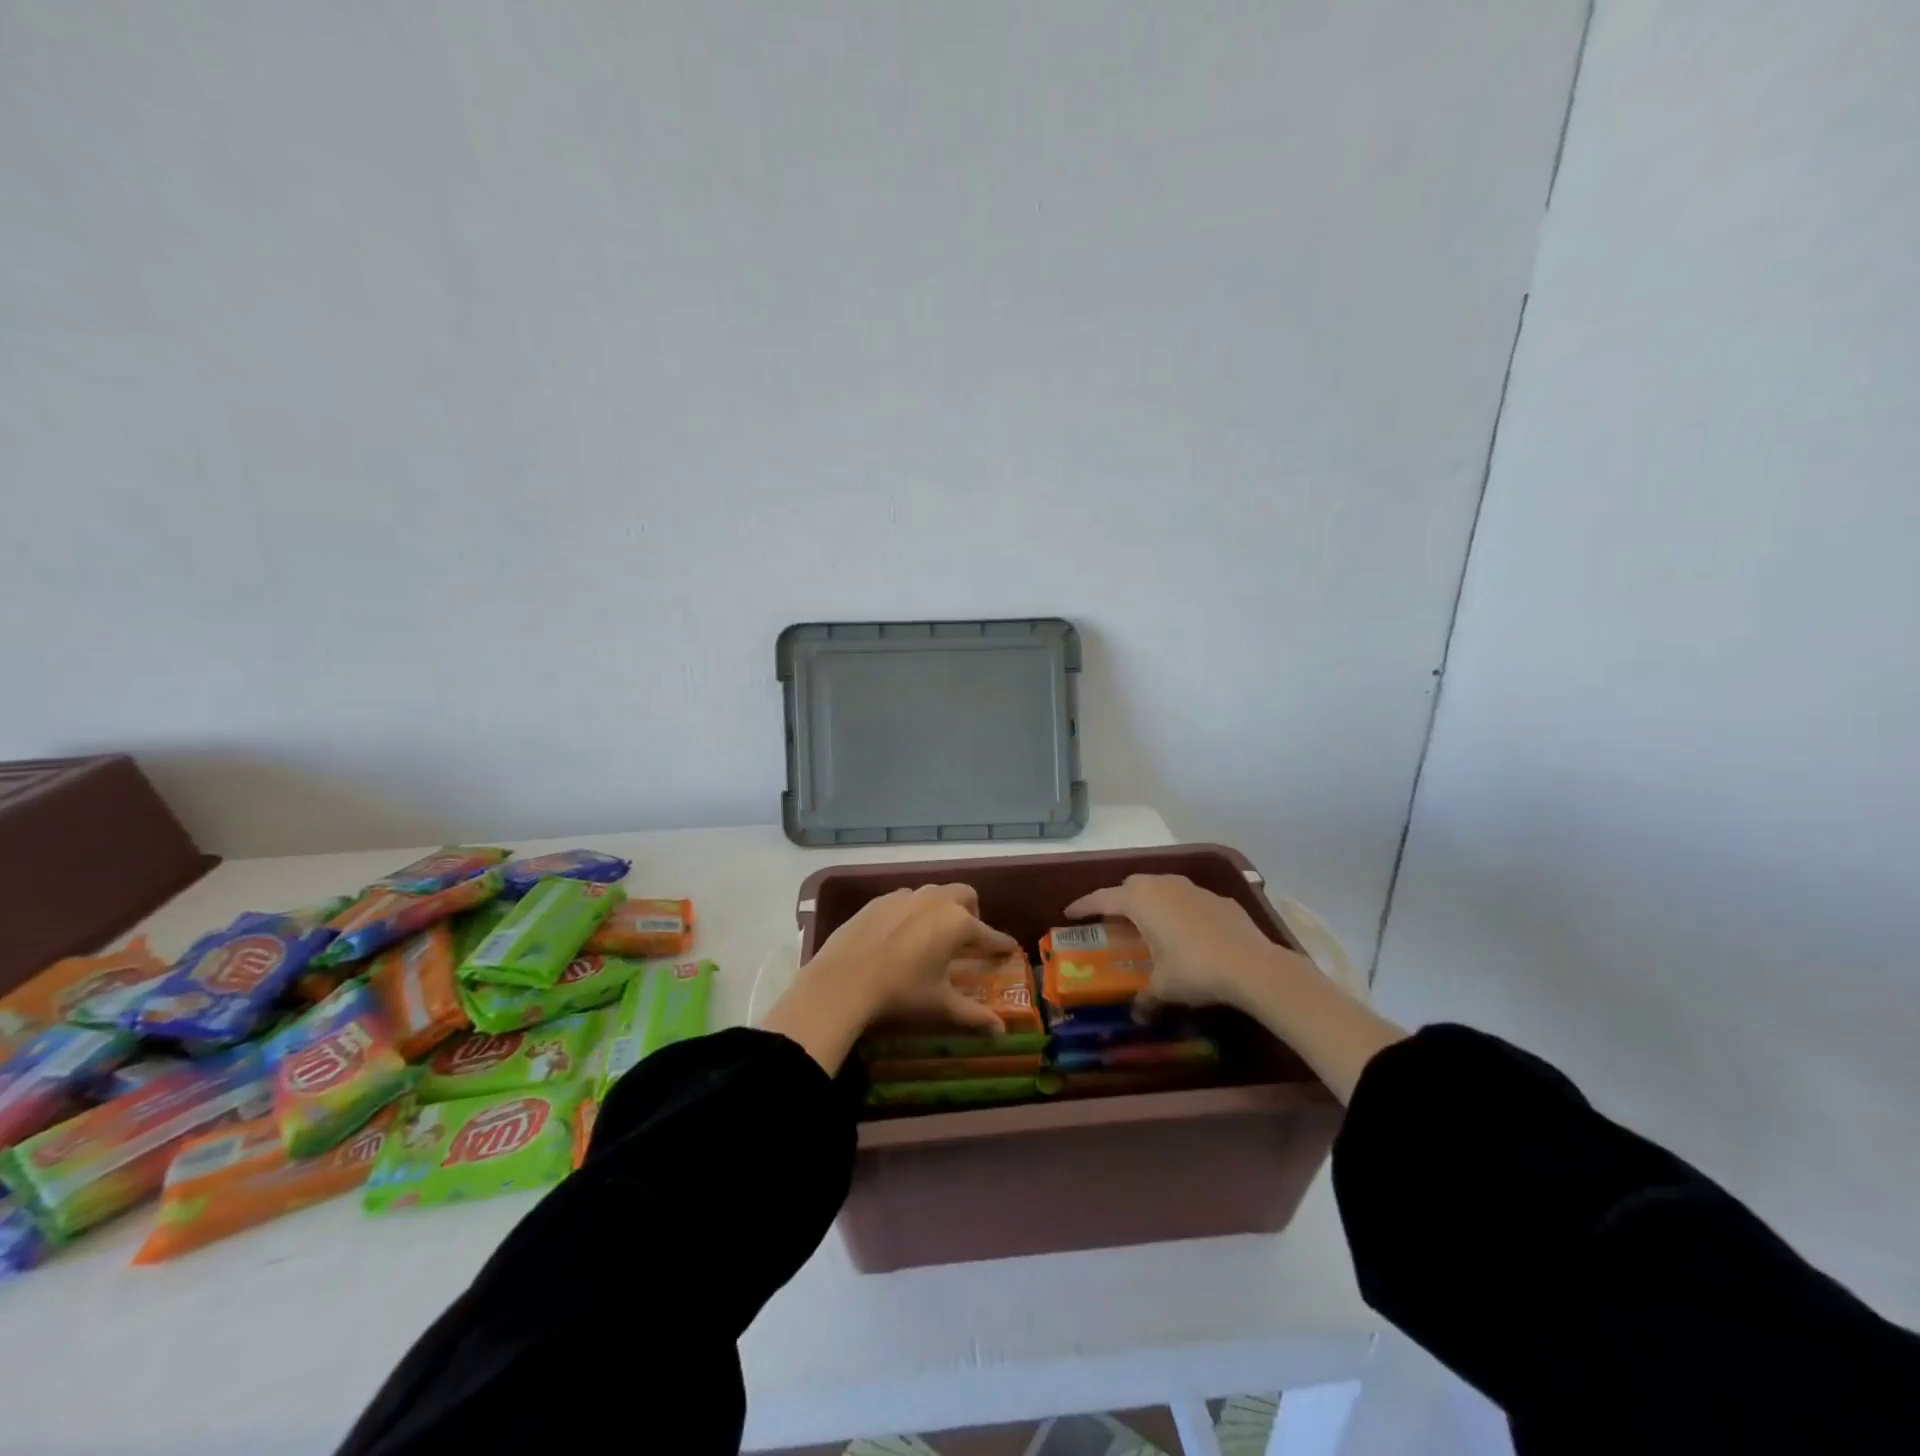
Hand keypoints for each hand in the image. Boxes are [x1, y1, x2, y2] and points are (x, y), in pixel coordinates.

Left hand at [764, 885, 1019, 1073]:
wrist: (842, 981)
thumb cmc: (901, 993)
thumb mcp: (940, 1006)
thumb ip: (973, 1016)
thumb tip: (1000, 1031)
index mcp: (957, 923)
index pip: (988, 933)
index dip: (1001, 944)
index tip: (1009, 949)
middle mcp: (935, 901)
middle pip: (965, 895)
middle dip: (973, 912)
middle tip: (968, 939)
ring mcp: (904, 896)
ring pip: (933, 893)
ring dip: (941, 908)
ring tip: (934, 935)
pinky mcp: (879, 901)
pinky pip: (905, 899)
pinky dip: (912, 912)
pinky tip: (902, 935)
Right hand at [1064, 873, 1309, 1017]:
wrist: (1253, 966)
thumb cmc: (1195, 971)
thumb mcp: (1164, 988)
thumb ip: (1146, 998)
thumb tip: (1137, 1015)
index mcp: (1140, 901)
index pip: (1102, 898)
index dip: (1083, 905)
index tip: (1069, 912)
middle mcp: (1163, 885)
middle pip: (1132, 885)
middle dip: (1119, 899)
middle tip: (1113, 920)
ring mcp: (1192, 888)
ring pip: (1162, 886)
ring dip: (1151, 901)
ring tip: (1150, 923)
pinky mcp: (1217, 898)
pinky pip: (1188, 898)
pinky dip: (1179, 909)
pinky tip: (1187, 931)